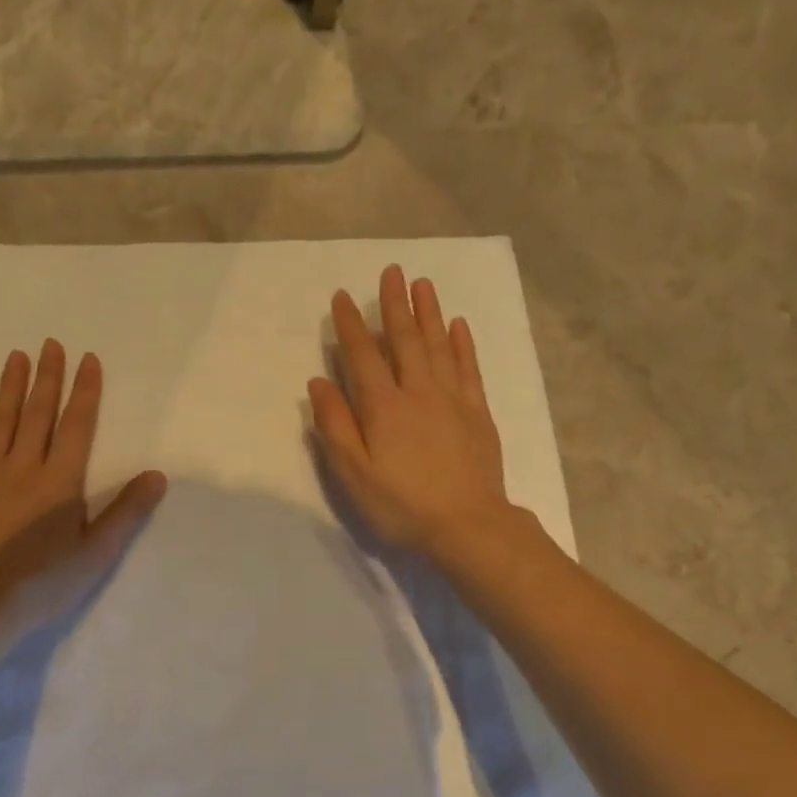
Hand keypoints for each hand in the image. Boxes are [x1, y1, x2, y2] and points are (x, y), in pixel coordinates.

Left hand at [0, 340, 165, 650]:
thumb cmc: (43, 584)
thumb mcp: (96, 553)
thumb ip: (126, 512)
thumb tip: (157, 474)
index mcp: (60, 482)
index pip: (76, 426)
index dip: (84, 392)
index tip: (86, 359)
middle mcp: (22, 467)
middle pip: (37, 414)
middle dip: (47, 378)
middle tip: (50, 344)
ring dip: (9, 387)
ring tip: (16, 356)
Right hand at [309, 265, 516, 560]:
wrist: (467, 525)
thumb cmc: (402, 505)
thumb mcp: (354, 474)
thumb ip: (335, 426)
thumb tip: (319, 383)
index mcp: (384, 407)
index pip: (363, 356)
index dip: (351, 325)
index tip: (342, 297)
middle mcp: (418, 392)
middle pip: (405, 340)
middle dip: (395, 305)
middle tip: (392, 271)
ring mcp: (453, 399)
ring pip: (438, 346)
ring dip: (429, 313)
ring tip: (423, 284)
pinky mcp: (478, 413)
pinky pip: (468, 368)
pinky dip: (462, 344)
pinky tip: (458, 326)